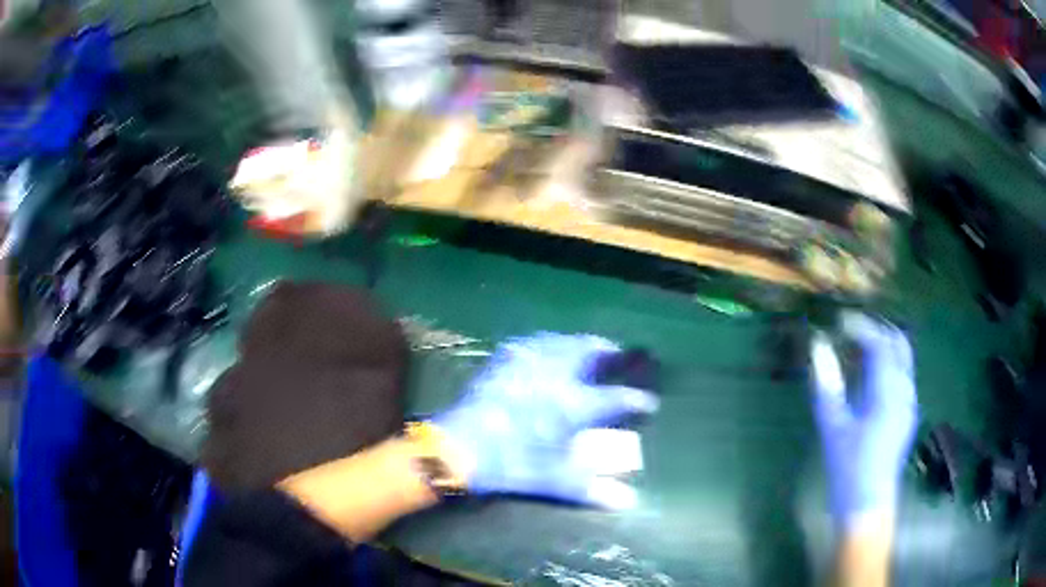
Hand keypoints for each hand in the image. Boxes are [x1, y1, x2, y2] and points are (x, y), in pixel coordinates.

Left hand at [434, 333, 659, 508]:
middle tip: (617, 353)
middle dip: (607, 351)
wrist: (461, 447)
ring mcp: (528, 364)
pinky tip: (542, 347)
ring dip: (578, 342)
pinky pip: (530, 343)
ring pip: (561, 341)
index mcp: (574, 404)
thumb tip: (628, 502)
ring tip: (587, 346)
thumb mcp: (554, 481)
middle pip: (589, 352)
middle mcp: (556, 376)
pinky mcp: (503, 362)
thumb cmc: (513, 464)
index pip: (615, 398)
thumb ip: (593, 490)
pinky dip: (544, 343)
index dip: (636, 400)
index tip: (649, 402)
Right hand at [810, 312, 917, 526]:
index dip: (860, 326)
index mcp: (888, 391)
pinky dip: (887, 362)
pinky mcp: (907, 412)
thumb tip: (819, 346)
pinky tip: (868, 375)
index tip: (839, 321)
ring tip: (857, 348)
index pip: (880, 343)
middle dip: (877, 329)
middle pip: (899, 343)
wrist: (868, 505)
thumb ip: (827, 384)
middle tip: (851, 330)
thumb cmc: (848, 468)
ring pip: (903, 357)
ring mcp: (910, 401)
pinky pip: (902, 373)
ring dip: (883, 345)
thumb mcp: (833, 426)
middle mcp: (905, 389)